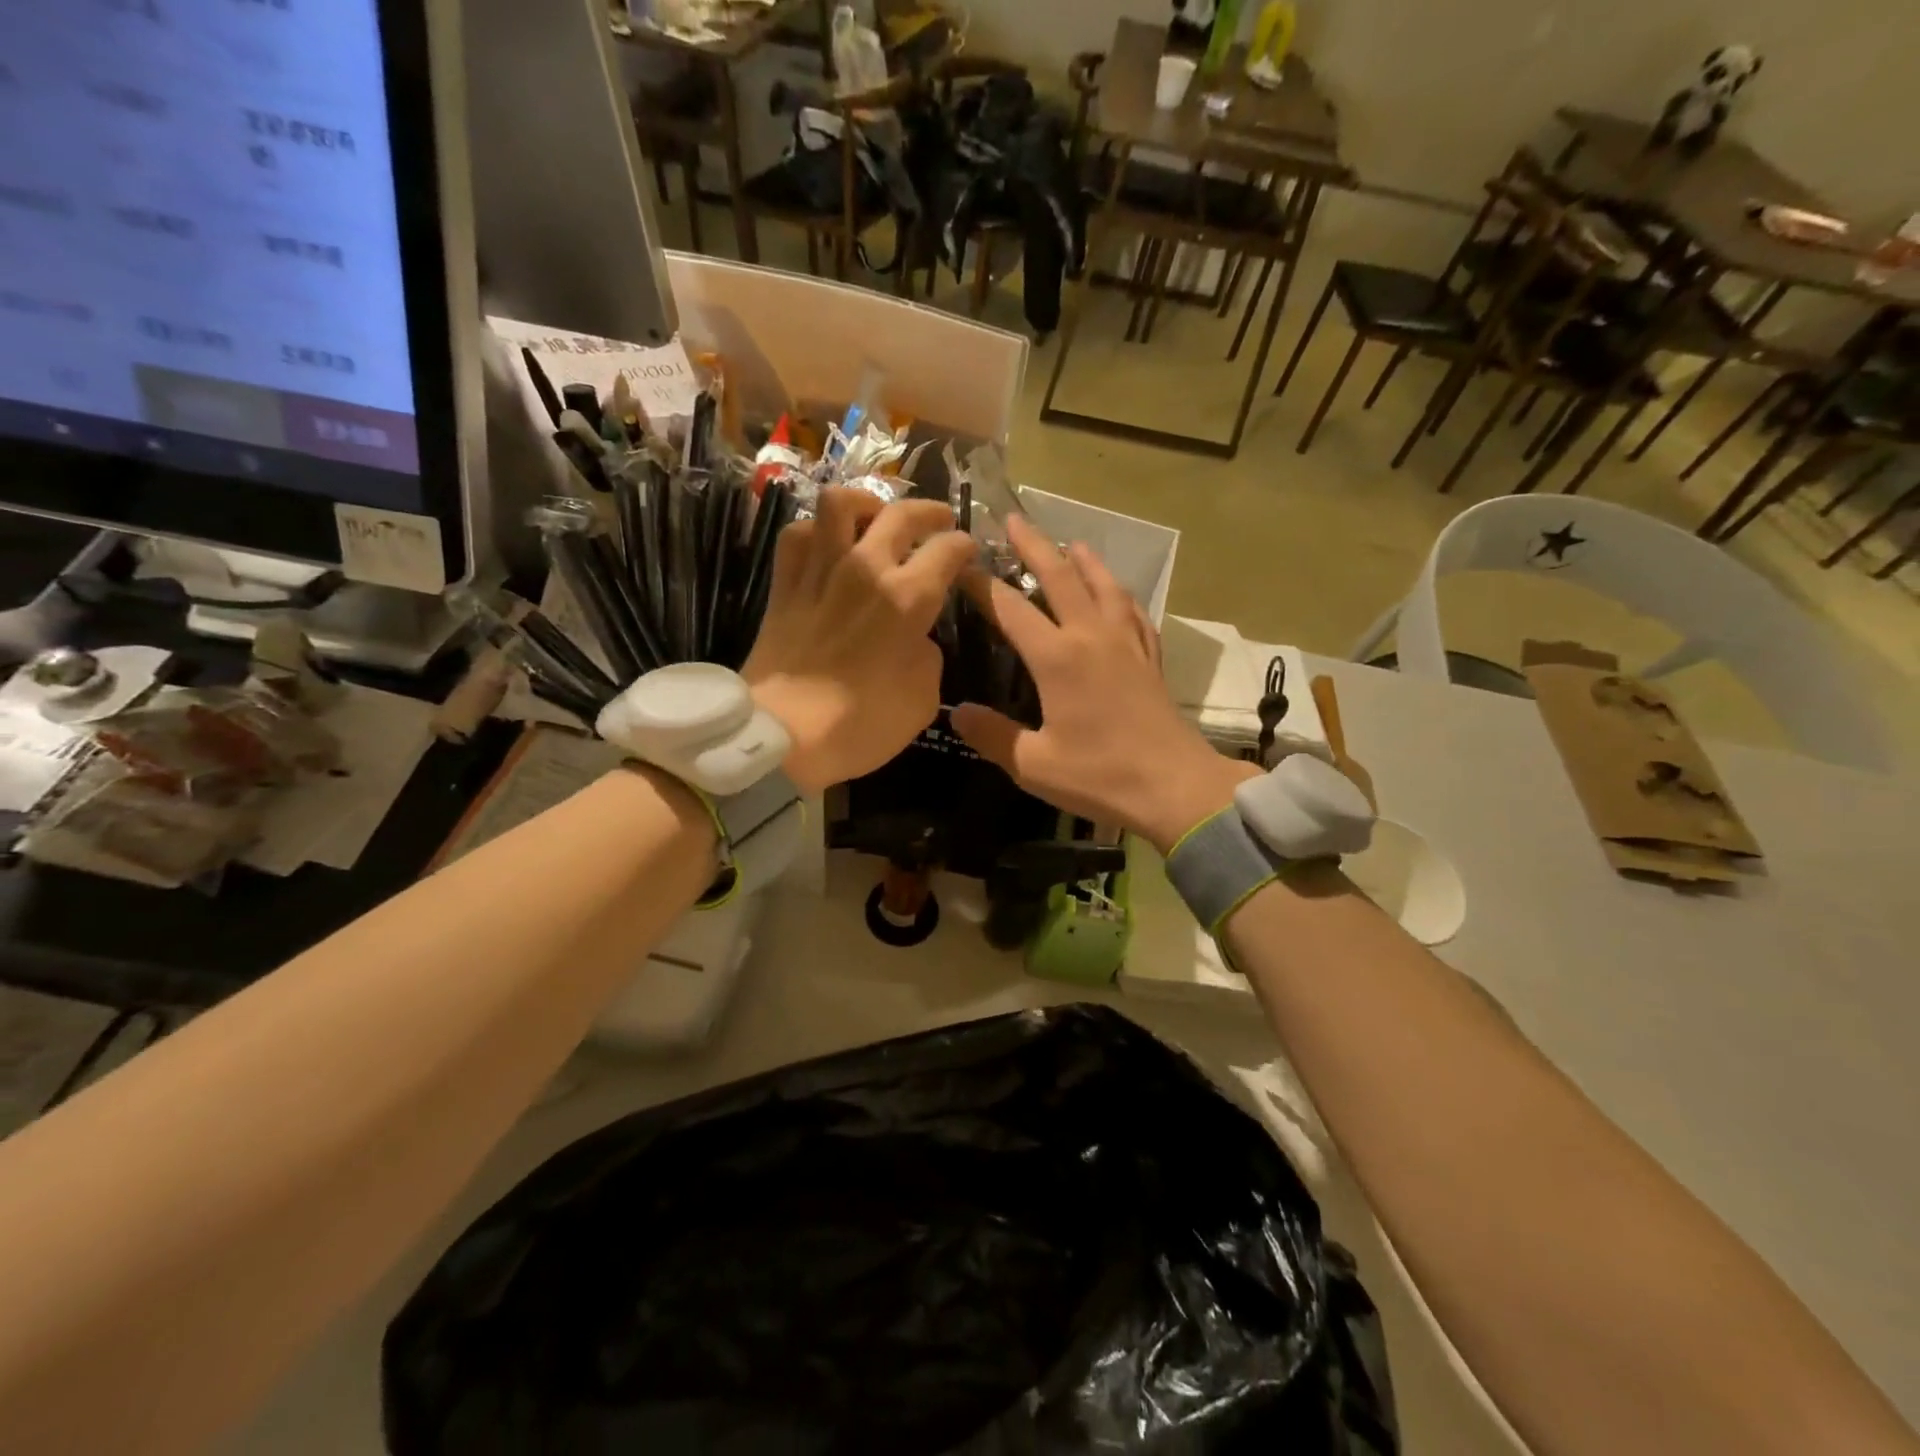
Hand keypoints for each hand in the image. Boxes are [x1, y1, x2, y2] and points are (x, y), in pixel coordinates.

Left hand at [744, 489, 975, 795]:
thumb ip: (928, 655)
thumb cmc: (861, 725)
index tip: (967, 553)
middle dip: (929, 511)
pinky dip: (816, 530)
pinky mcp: (785, 585)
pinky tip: (827, 543)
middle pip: (901, 514)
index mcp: (908, 598)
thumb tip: (917, 637)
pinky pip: (798, 534)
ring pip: (840, 503)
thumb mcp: (922, 699)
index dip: (964, 546)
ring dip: (866, 503)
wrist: (784, 736)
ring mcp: (820, 571)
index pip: (948, 549)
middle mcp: (866, 569)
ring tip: (875, 516)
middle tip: (939, 520)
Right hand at [952, 515, 1257, 852]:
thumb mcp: (1034, 764)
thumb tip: (957, 712)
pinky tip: (1118, 594)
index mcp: (1057, 658)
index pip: (1010, 608)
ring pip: (1103, 586)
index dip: (982, 584)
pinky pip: (1134, 612)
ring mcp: (1127, 643)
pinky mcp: (1150, 658)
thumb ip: (992, 735)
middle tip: (1012, 519)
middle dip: (1033, 545)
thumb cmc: (1100, 776)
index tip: (961, 565)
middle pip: (1060, 577)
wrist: (1175, 787)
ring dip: (1083, 560)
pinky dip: (1120, 594)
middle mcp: (1092, 637)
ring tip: (1071, 543)